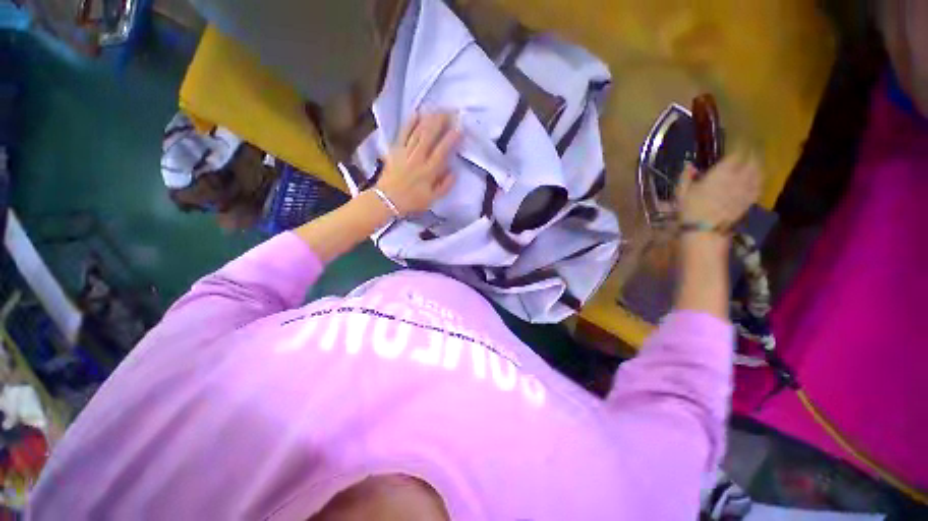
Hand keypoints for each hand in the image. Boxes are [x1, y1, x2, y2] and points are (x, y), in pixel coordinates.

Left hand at [375, 113, 459, 215]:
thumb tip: (455, 172)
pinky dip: (409, 123)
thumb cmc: (412, 201)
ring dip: (428, 119)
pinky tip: (416, 113)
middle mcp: (418, 158)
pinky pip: (403, 133)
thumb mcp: (432, 199)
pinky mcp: (395, 150)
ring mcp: (406, 152)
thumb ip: (445, 186)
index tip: (459, 128)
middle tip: (450, 111)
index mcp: (429, 171)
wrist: (387, 200)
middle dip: (441, 121)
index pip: (442, 151)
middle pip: (430, 136)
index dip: (451, 138)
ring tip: (438, 109)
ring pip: (418, 132)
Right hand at [676, 151, 761, 228]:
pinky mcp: (749, 201)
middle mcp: (738, 178)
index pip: (736, 154)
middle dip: (752, 153)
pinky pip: (758, 186)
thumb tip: (689, 165)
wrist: (705, 230)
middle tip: (751, 149)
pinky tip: (757, 179)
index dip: (739, 146)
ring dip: (758, 165)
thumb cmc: (690, 210)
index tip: (739, 142)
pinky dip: (759, 180)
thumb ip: (686, 177)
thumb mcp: (682, 193)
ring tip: (755, 161)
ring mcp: (746, 189)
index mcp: (721, 173)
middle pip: (751, 161)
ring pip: (758, 172)